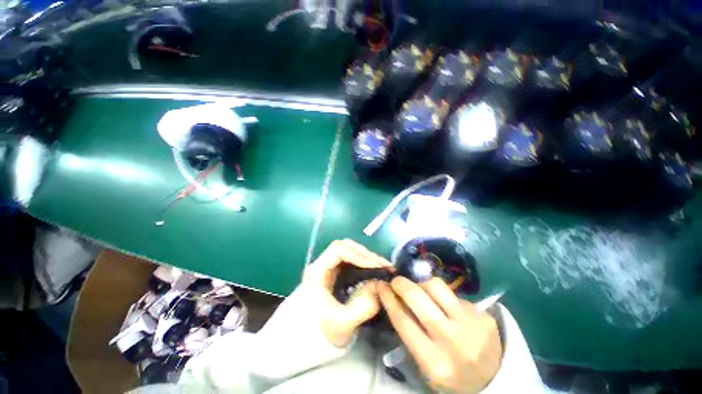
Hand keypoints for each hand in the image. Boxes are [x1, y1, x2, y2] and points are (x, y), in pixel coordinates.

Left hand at [303, 239, 392, 347]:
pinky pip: (351, 260)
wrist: (307, 341)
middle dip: (365, 254)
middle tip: (382, 265)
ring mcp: (328, 267)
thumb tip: (379, 285)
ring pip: (349, 251)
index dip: (358, 255)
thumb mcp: (342, 325)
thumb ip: (362, 307)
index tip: (376, 267)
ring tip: (381, 267)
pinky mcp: (334, 272)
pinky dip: (364, 262)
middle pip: (344, 246)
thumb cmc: (320, 333)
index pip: (338, 250)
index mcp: (317, 271)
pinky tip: (374, 270)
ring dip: (366, 256)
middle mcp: (322, 264)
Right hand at [378, 277, 501, 393]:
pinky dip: (444, 296)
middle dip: (402, 284)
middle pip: (418, 298)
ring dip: (422, 284)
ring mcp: (471, 325)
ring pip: (437, 286)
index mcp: (433, 362)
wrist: (494, 381)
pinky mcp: (484, 315)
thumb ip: (410, 333)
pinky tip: (447, 306)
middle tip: (396, 280)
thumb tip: (395, 298)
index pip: (403, 321)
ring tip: (421, 289)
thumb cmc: (451, 375)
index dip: (388, 298)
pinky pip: (454, 294)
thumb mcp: (425, 364)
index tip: (381, 285)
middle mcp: (452, 341)